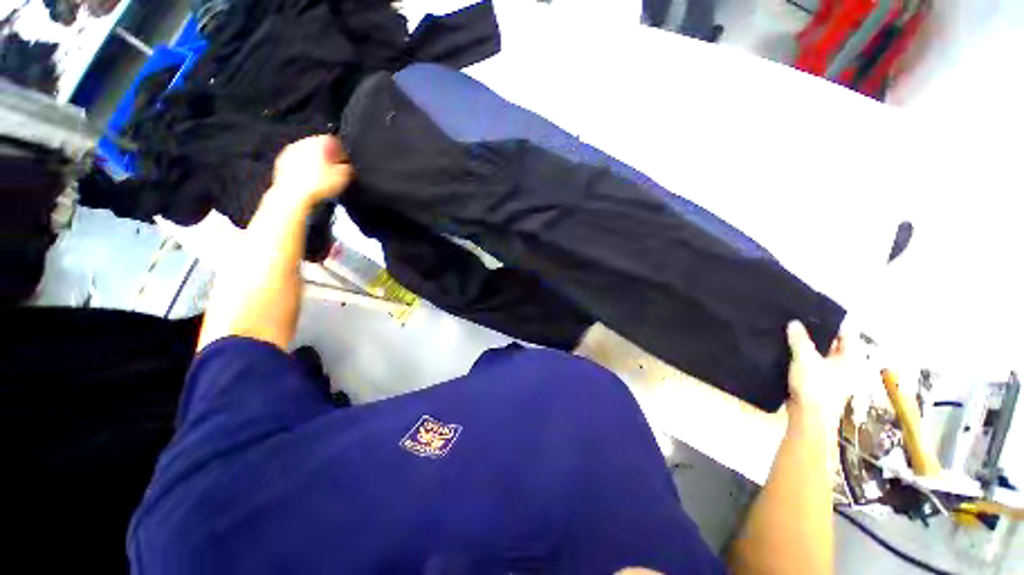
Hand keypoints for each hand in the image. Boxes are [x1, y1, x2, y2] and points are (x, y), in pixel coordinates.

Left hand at [270, 135, 352, 207]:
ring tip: (322, 177)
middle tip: (334, 171)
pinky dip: (304, 168)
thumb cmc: (318, 184)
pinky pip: (297, 162)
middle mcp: (302, 142)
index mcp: (317, 142)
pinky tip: (310, 180)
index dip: (342, 153)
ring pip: (307, 153)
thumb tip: (347, 164)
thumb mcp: (343, 176)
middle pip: (319, 146)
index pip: (335, 140)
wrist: (294, 195)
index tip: (345, 163)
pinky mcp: (282, 162)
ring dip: (315, 162)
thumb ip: (348, 167)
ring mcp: (290, 151)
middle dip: (327, 156)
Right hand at [786, 320, 850, 428]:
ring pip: (820, 354)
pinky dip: (801, 357)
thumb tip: (794, 322)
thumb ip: (800, 339)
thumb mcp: (805, 358)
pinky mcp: (818, 382)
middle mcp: (845, 365)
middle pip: (833, 343)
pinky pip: (810, 364)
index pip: (846, 333)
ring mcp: (832, 375)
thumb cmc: (815, 386)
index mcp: (850, 358)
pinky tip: (786, 351)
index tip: (813, 312)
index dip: (832, 321)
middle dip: (817, 333)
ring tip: (789, 333)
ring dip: (807, 345)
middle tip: (797, 320)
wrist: (808, 417)